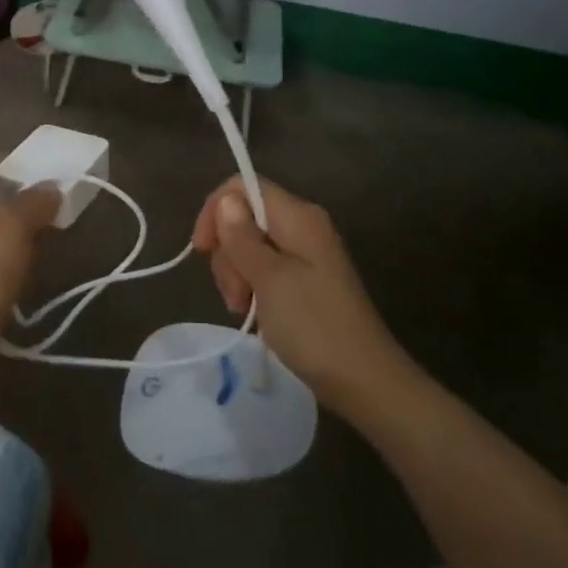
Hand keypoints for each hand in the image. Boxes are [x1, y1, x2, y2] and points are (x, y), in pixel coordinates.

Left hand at [0, 158, 59, 405]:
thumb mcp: (11, 226)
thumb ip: (33, 202)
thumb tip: (49, 188)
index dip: (8, 162)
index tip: (43, 174)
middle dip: (20, 203)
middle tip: (56, 209)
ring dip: (17, 239)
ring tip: (51, 242)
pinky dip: (8, 271)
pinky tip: (29, 280)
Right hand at [191, 177, 404, 413]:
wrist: (364, 380)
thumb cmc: (313, 325)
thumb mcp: (269, 279)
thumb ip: (242, 237)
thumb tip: (226, 200)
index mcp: (297, 216)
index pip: (243, 186)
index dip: (216, 210)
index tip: (202, 250)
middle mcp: (302, 226)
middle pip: (244, 217)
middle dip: (228, 251)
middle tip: (234, 293)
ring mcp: (305, 254)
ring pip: (250, 245)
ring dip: (237, 273)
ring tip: (243, 308)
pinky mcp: (305, 280)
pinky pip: (265, 268)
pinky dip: (252, 286)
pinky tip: (253, 312)